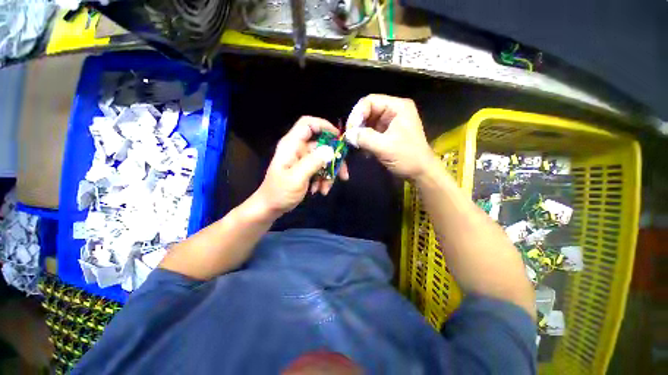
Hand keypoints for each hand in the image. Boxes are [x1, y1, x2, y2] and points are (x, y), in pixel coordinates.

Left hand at [251, 116, 349, 219]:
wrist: (270, 207)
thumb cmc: (279, 192)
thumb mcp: (297, 178)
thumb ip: (313, 162)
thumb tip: (330, 150)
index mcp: (292, 145)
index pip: (308, 124)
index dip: (324, 126)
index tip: (338, 138)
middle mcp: (298, 149)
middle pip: (322, 145)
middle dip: (334, 160)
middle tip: (343, 174)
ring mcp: (302, 160)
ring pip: (323, 159)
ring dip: (329, 174)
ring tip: (325, 189)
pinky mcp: (305, 169)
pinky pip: (320, 169)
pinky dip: (323, 179)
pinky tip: (319, 190)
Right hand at [346, 94, 434, 178]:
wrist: (420, 172)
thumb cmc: (407, 157)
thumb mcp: (385, 147)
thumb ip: (365, 138)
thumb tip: (348, 135)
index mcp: (397, 107)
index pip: (370, 101)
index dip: (357, 113)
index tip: (350, 130)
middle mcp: (392, 112)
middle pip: (367, 111)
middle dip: (357, 125)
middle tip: (350, 139)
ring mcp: (389, 123)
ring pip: (367, 123)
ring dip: (359, 134)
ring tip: (355, 146)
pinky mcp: (385, 134)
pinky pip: (369, 133)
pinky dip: (364, 140)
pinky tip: (362, 150)